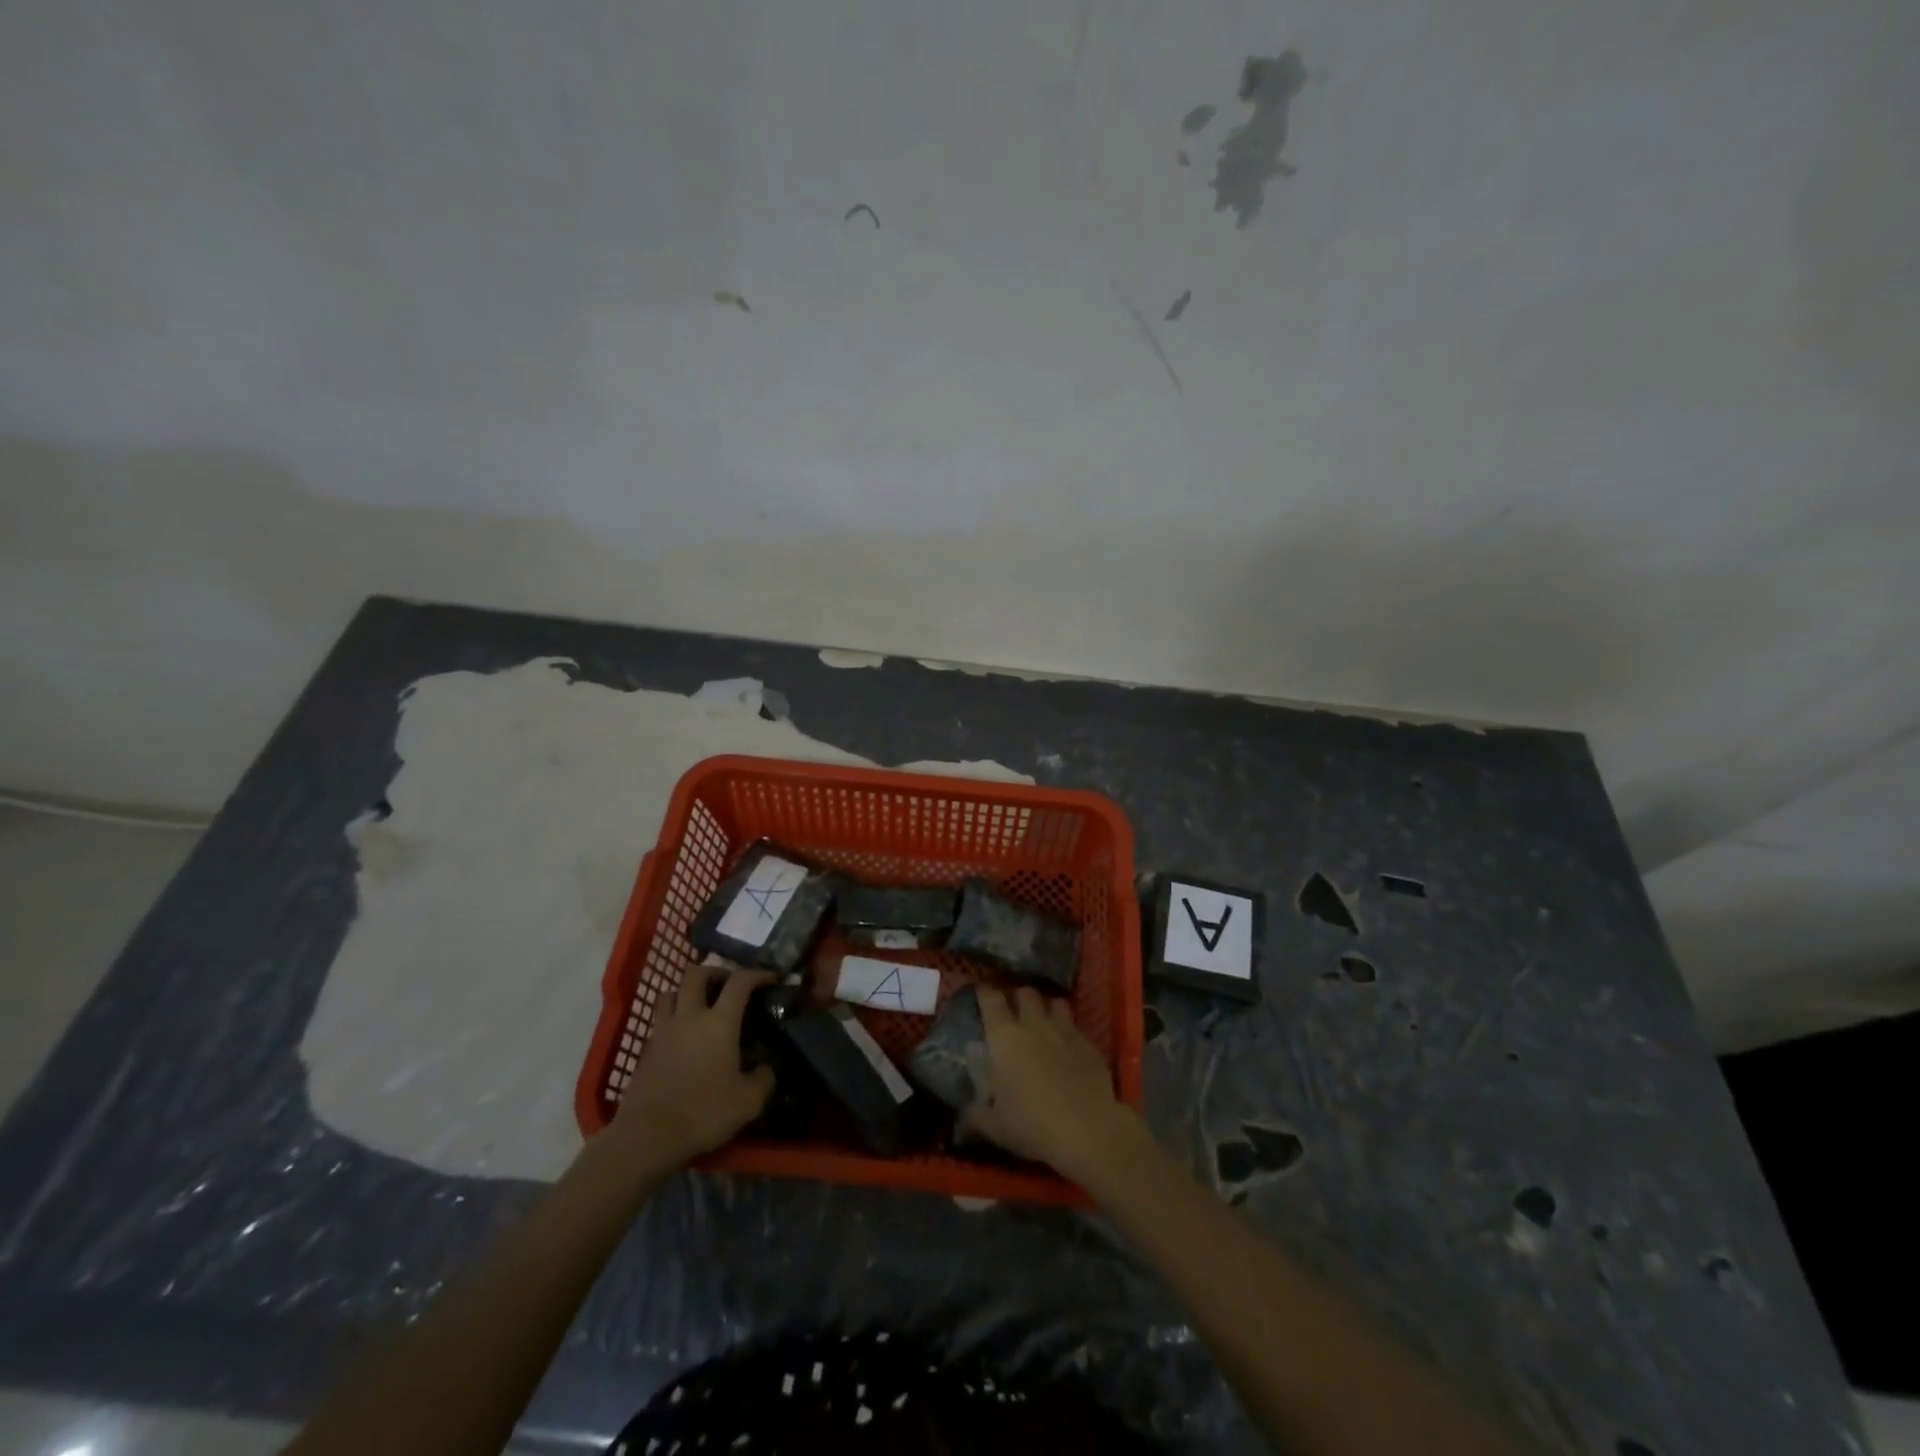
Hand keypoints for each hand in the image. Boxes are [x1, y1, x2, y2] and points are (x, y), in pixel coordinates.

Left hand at [610, 967, 775, 1164]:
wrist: (647, 1137)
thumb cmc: (703, 1113)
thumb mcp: (749, 1101)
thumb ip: (764, 1078)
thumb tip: (766, 1067)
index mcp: (719, 1022)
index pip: (740, 981)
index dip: (758, 974)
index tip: (772, 978)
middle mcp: (690, 1016)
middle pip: (697, 973)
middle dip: (716, 972)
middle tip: (729, 985)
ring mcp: (663, 1031)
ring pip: (671, 992)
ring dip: (687, 990)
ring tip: (700, 1005)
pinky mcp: (645, 1050)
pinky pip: (659, 1020)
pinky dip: (673, 1018)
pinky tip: (683, 1037)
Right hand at [969, 986, 1140, 1180]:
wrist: (1086, 1129)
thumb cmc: (1031, 1123)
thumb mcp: (993, 1126)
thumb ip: (975, 1114)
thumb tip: (964, 1115)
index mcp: (1004, 1037)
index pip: (990, 999)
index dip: (985, 992)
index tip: (981, 992)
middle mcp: (1033, 1024)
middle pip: (1026, 992)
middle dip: (1019, 997)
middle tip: (1015, 1010)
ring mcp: (1064, 1030)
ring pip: (1055, 1002)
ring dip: (1048, 1008)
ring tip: (1045, 1022)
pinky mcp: (1088, 1043)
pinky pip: (1076, 1026)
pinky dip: (1069, 1031)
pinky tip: (1068, 1048)